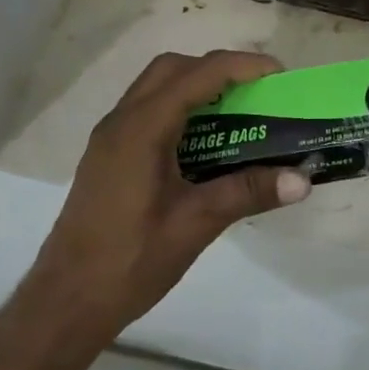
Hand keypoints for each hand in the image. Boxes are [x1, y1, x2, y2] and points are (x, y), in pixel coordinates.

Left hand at [25, 50, 310, 340]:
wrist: (65, 303)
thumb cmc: (130, 261)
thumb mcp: (196, 224)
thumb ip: (248, 192)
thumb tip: (304, 180)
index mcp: (142, 129)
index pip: (198, 75)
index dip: (242, 66)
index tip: (280, 74)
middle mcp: (122, 121)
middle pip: (173, 68)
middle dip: (218, 69)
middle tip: (255, 92)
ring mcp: (110, 137)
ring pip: (156, 86)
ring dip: (197, 86)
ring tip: (236, 113)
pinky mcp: (108, 155)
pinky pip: (147, 110)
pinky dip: (179, 108)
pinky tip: (202, 143)